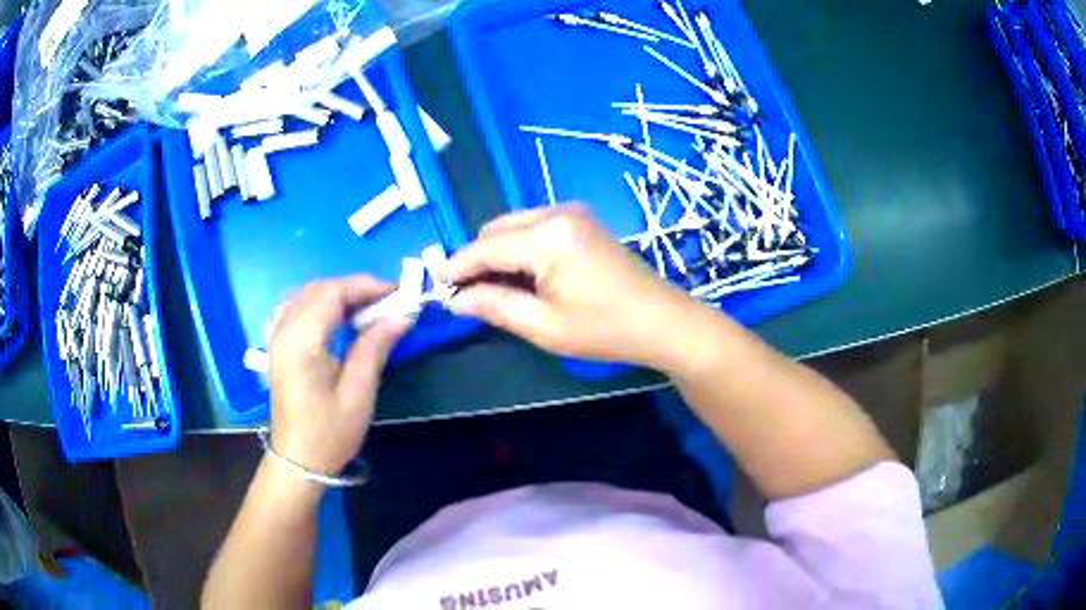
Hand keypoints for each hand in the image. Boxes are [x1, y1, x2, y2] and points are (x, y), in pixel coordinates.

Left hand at [268, 276, 412, 476]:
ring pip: (308, 295)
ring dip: (338, 294)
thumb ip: (375, 346)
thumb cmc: (330, 432)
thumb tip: (403, 315)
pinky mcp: (279, 345)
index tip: (399, 294)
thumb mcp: (358, 392)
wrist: (298, 461)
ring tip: (368, 309)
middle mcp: (284, 329)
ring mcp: (277, 336)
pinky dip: (323, 304)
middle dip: (355, 288)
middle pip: (319, 289)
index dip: (367, 286)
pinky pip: (299, 308)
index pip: (333, 292)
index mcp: (301, 339)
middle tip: (388, 303)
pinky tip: (340, 319)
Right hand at [436, 204, 694, 368]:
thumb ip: (495, 306)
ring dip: (497, 252)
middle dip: (476, 259)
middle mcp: (556, 213)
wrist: (663, 321)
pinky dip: (519, 247)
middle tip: (466, 294)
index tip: (434, 285)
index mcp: (547, 237)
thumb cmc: (606, 330)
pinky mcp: (582, 220)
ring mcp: (572, 213)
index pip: (484, 248)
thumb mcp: (544, 326)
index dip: (456, 267)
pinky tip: (522, 275)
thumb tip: (456, 299)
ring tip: (493, 289)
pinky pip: (534, 227)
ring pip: (514, 225)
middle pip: (496, 229)